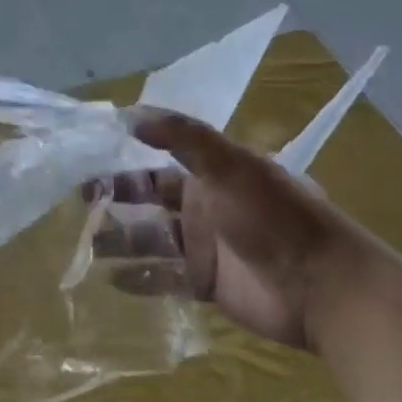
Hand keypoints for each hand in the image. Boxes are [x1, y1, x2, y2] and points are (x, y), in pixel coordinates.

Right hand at [91, 107, 375, 350]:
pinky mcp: (206, 284)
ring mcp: (203, 247)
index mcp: (209, 174)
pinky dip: (139, 279)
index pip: (157, 160)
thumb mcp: (229, 165)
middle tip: (77, 201)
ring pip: (150, 239)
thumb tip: (128, 114)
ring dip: (120, 239)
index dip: (123, 159)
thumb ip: (181, 136)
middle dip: (115, 199)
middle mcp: (202, 206)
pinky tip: (110, 279)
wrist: (324, 288)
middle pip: (148, 200)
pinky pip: (163, 279)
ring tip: (84, 243)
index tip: (86, 158)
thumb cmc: (274, 217)